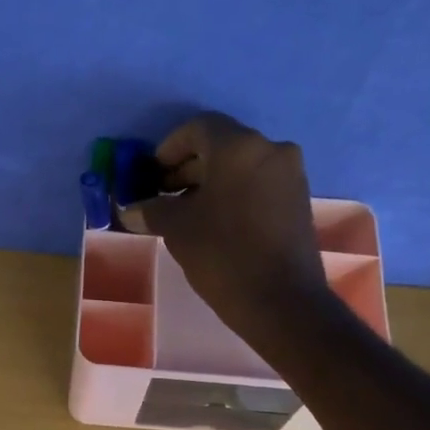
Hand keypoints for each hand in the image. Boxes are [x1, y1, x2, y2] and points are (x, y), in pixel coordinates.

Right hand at [118, 114, 333, 353]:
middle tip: (164, 194)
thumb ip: (151, 210)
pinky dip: (234, 195)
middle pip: (221, 146)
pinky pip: (259, 185)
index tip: (152, 174)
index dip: (169, 148)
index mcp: (239, 147)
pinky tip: (215, 224)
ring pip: (241, 167)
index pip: (198, 128)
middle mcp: (270, 150)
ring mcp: (290, 176)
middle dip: (188, 168)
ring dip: (211, 183)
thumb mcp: (177, 228)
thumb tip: (131, 209)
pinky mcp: (299, 201)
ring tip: (186, 213)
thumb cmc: (223, 255)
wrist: (281, 301)